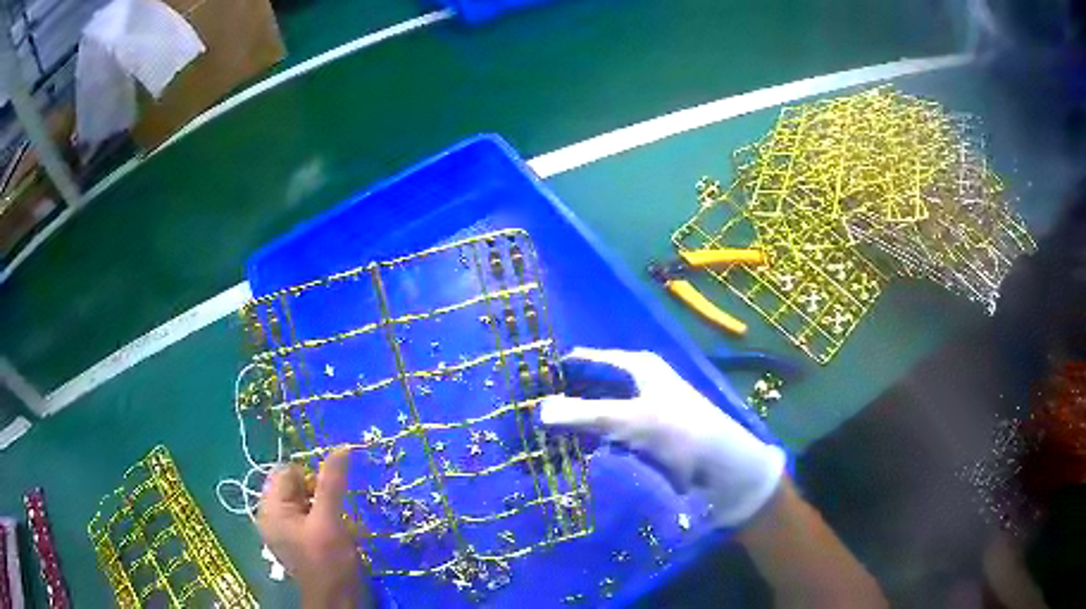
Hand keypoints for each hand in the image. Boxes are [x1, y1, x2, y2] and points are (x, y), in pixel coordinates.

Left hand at [257, 448, 368, 607]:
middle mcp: (270, 515)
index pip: (287, 473)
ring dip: (322, 508)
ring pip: (303, 502)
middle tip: (333, 516)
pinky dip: (321, 520)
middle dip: (318, 495)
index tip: (330, 499)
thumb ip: (332, 483)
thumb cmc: (328, 561)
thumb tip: (341, 448)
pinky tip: (333, 536)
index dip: (311, 479)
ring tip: (336, 528)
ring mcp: (282, 529)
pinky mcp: (294, 540)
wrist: (336, 600)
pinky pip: (306, 517)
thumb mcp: (330, 520)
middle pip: (294, 487)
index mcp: (270, 508)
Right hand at [540, 347, 785, 525]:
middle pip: (591, 385)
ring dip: (574, 422)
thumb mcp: (628, 419)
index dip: (560, 370)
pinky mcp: (643, 437)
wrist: (719, 468)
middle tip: (528, 414)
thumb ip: (583, 414)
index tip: (528, 384)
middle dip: (563, 399)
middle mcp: (637, 383)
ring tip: (539, 435)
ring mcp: (640, 411)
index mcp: (636, 366)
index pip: (588, 359)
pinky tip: (568, 452)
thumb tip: (539, 408)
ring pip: (597, 412)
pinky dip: (589, 440)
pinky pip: (607, 433)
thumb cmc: (677, 432)